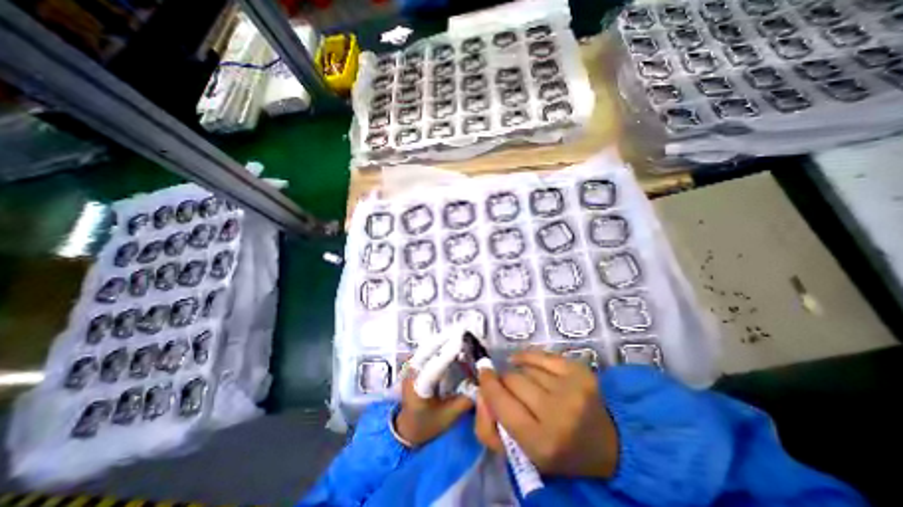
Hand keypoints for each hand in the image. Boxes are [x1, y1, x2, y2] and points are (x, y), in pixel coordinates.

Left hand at [396, 323, 479, 445]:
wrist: (405, 426)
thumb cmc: (426, 424)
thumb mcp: (447, 417)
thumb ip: (465, 401)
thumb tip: (482, 385)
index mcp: (417, 389)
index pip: (433, 369)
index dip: (447, 353)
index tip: (461, 340)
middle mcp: (411, 372)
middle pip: (428, 349)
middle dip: (446, 337)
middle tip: (465, 328)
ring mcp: (411, 364)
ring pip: (428, 344)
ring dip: (444, 336)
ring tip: (461, 331)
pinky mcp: (414, 361)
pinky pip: (428, 346)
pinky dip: (440, 340)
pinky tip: (451, 338)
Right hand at [473, 350, 620, 476]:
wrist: (605, 445)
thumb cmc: (557, 452)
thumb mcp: (519, 454)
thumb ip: (488, 428)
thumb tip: (480, 391)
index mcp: (540, 442)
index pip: (501, 402)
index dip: (488, 385)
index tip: (482, 375)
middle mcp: (557, 413)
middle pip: (512, 380)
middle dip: (504, 381)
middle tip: (507, 388)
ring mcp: (571, 388)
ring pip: (525, 367)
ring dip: (519, 373)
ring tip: (527, 385)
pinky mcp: (579, 371)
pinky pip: (541, 354)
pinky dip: (528, 357)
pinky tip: (526, 363)